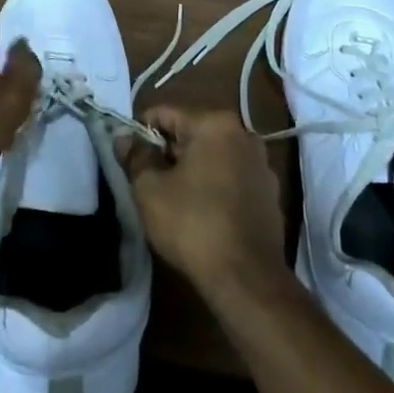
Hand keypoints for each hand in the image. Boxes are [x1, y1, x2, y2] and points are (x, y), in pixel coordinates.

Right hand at [117, 106, 286, 301]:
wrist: (247, 278)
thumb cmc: (193, 224)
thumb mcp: (150, 190)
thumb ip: (135, 157)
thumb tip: (124, 137)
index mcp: (215, 123)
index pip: (165, 113)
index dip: (140, 133)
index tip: (128, 159)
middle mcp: (243, 133)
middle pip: (191, 132)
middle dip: (167, 153)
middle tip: (148, 183)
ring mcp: (261, 164)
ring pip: (212, 155)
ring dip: (191, 170)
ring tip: (174, 200)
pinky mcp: (270, 193)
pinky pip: (231, 177)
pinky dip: (214, 186)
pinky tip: (202, 214)